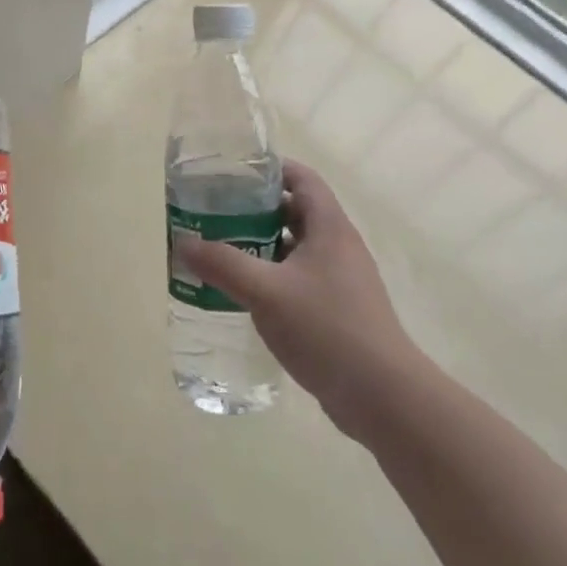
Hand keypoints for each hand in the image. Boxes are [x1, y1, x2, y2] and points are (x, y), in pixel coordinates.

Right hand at [175, 161, 417, 429]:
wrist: (382, 396)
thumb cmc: (327, 329)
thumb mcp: (266, 292)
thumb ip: (223, 264)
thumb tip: (183, 242)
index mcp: (329, 228)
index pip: (302, 179)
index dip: (271, 169)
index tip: (233, 172)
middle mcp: (338, 247)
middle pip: (295, 212)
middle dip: (255, 209)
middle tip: (215, 212)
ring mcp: (340, 281)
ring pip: (295, 248)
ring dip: (261, 245)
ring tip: (221, 250)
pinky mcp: (337, 310)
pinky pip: (299, 279)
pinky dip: (271, 276)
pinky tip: (245, 293)